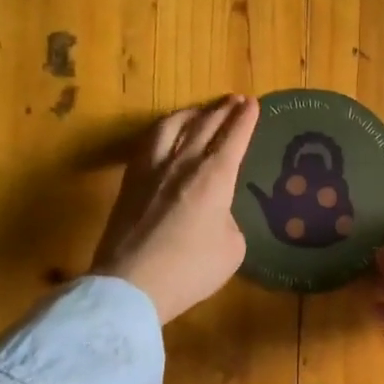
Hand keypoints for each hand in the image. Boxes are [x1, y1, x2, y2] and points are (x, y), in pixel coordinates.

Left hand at [92, 96, 260, 323]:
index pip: (234, 137)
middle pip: (205, 124)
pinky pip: (148, 142)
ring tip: (199, 110)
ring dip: (190, 113)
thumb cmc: (190, 269)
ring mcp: (152, 169)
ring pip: (172, 126)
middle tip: (234, 99)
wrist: (131, 283)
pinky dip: (163, 130)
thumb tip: (217, 213)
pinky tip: (164, 134)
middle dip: (222, 109)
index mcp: (214, 177)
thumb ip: (229, 221)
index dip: (245, 119)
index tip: (253, 103)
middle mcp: (183, 163)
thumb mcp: (232, 249)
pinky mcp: (129, 181)